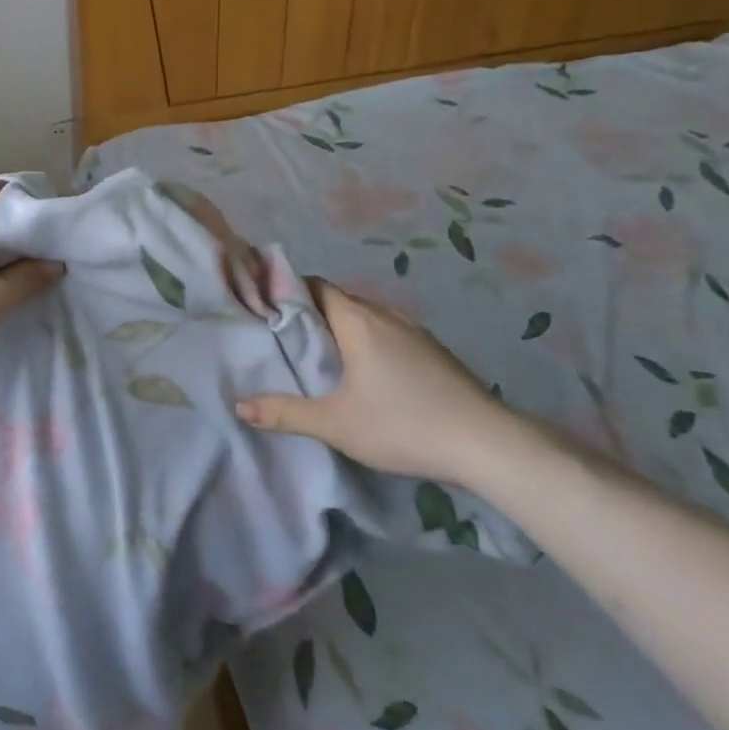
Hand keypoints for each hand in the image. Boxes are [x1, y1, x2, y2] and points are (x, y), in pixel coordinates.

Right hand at [235, 281, 529, 487]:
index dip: (288, 291)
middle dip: (311, 314)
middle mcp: (385, 315)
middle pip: (339, 301)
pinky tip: (368, 375)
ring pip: (367, 318)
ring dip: (343, 330)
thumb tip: (240, 406)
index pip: (315, 286)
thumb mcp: (335, 424)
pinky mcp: (435, 352)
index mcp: (357, 320)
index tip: (267, 308)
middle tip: (286, 339)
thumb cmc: (403, 424)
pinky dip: (369, 342)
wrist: (488, 444)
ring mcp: (415, 332)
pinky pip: (389, 334)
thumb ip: (285, 413)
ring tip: (323, 357)